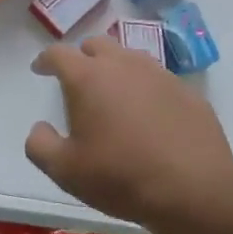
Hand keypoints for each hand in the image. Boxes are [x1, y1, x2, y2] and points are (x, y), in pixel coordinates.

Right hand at [24, 37, 232, 227]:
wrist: (193, 188)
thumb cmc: (121, 176)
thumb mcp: (65, 171)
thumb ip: (40, 145)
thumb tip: (39, 128)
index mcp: (88, 77)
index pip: (59, 53)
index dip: (46, 59)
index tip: (40, 69)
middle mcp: (123, 65)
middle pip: (97, 45)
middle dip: (83, 56)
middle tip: (78, 79)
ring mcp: (159, 74)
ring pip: (130, 57)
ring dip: (116, 68)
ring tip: (114, 93)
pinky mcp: (186, 91)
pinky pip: (158, 79)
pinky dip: (146, 88)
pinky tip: (149, 114)